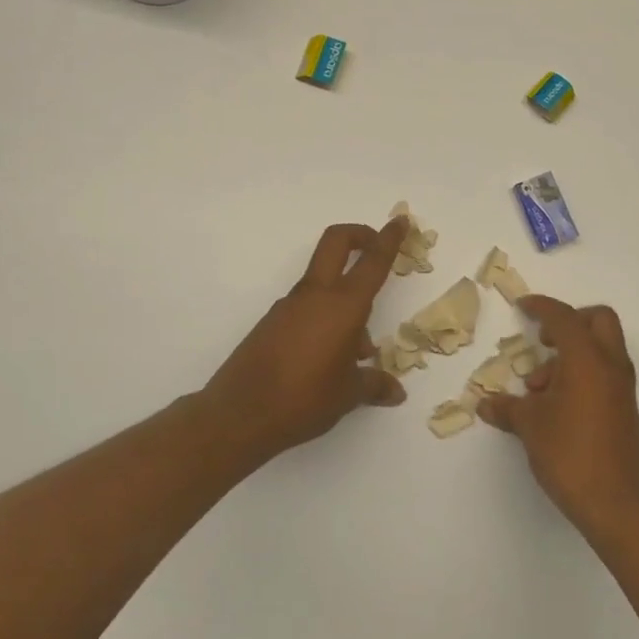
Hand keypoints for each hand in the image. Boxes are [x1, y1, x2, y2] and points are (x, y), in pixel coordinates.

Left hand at [201, 218, 407, 461]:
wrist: (239, 415)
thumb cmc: (305, 399)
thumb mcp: (349, 395)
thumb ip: (375, 385)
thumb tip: (396, 392)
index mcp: (342, 306)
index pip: (372, 262)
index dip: (389, 239)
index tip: (400, 222)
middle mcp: (315, 297)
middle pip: (336, 243)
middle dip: (359, 236)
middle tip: (376, 247)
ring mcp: (288, 307)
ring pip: (323, 284)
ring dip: (345, 299)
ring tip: (359, 351)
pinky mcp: (272, 324)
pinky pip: (307, 308)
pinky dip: (325, 319)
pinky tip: (330, 360)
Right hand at [479, 295, 638, 538]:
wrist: (616, 501)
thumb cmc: (570, 453)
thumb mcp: (530, 427)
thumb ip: (507, 408)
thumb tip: (485, 403)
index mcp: (587, 358)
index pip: (564, 317)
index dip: (541, 307)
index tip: (522, 306)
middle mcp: (610, 364)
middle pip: (597, 320)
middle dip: (569, 322)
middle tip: (543, 342)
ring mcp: (622, 387)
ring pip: (601, 348)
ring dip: (570, 355)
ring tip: (537, 391)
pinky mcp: (624, 408)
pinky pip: (603, 373)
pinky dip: (581, 374)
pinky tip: (555, 407)